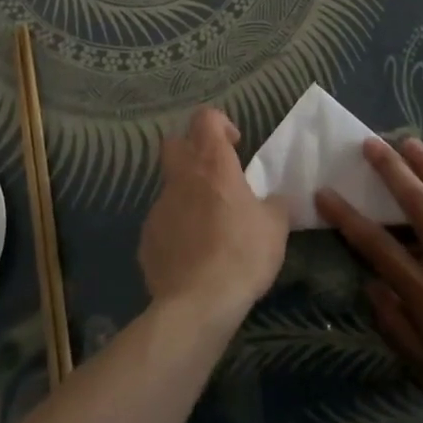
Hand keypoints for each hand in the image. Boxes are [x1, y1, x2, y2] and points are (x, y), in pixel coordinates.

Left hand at [138, 108, 288, 324]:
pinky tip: (193, 256)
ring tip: (209, 227)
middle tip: (216, 176)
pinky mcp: (147, 238)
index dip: (220, 124)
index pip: (206, 118)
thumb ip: (274, 205)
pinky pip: (163, 223)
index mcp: (212, 164)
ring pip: (170, 187)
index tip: (235, 145)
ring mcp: (159, 207)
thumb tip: (273, 200)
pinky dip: (177, 230)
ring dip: (187, 196)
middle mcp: (181, 177)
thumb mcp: (275, 227)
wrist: (197, 303)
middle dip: (193, 151)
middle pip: (175, 143)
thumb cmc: (242, 254)